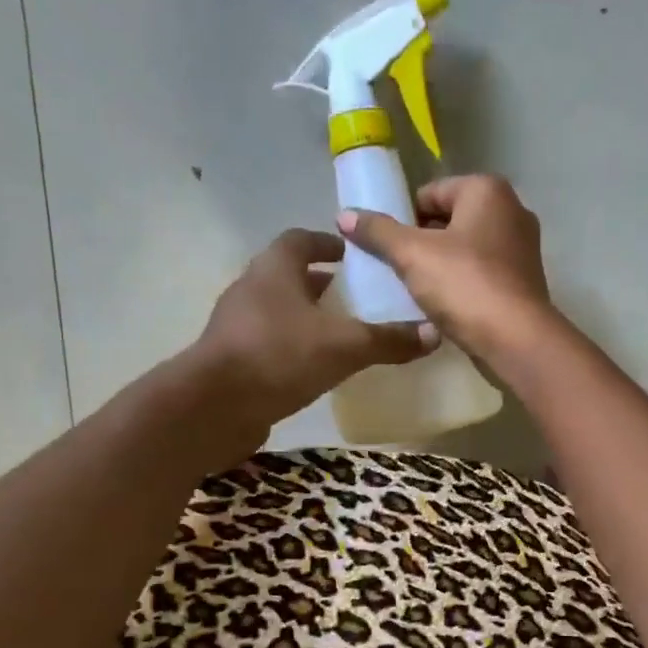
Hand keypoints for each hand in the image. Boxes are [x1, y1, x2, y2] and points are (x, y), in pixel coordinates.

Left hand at [190, 228, 435, 451]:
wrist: (214, 407)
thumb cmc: (280, 356)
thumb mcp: (345, 346)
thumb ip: (388, 339)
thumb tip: (434, 333)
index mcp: (275, 270)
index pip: (301, 240)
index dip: (328, 243)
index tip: (353, 255)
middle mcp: (252, 289)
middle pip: (289, 275)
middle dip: (322, 283)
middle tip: (356, 296)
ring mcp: (237, 325)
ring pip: (279, 310)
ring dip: (307, 316)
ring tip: (342, 333)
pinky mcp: (233, 358)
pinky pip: (270, 342)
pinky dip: (294, 346)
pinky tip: (317, 367)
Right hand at [337, 175, 554, 363]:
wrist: (516, 339)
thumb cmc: (464, 284)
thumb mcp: (411, 254)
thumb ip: (378, 232)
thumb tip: (345, 215)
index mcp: (487, 190)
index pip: (431, 192)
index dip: (403, 217)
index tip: (385, 245)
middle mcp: (512, 211)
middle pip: (451, 220)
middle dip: (422, 241)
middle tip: (396, 268)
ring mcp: (523, 248)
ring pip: (467, 249)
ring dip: (441, 265)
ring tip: (415, 289)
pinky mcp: (524, 282)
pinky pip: (483, 274)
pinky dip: (463, 284)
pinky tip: (443, 305)